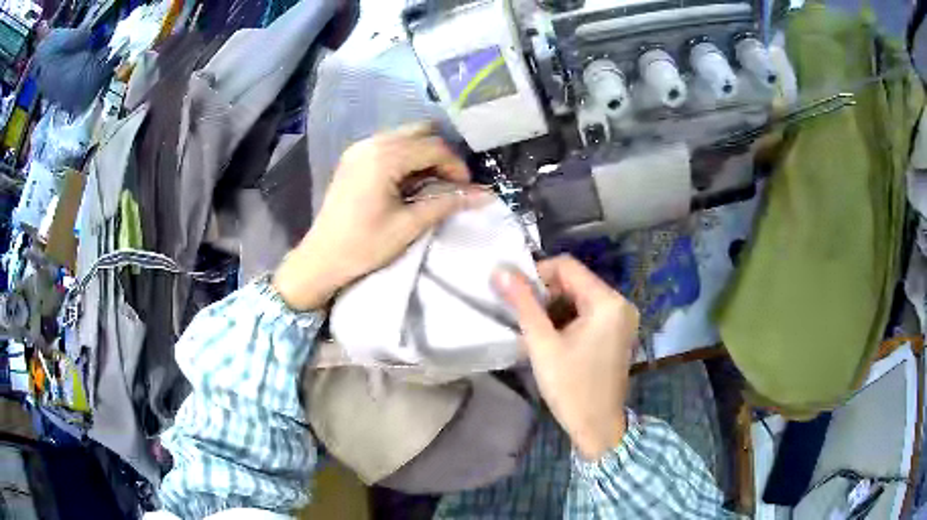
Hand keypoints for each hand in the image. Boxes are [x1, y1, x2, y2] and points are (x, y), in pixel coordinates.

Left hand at [273, 123, 484, 310]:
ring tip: (434, 182)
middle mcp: (371, 143)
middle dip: (442, 155)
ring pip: (405, 136)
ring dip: (425, 154)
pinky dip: (407, 156)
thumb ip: (447, 203)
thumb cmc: (364, 245)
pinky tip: (411, 180)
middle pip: (420, 132)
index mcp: (383, 157)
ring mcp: (359, 148)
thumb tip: (486, 195)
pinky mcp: (354, 157)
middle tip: (452, 182)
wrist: (322, 258)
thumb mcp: (409, 225)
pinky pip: (389, 144)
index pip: (433, 147)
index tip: (467, 188)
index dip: (456, 166)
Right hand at [494, 255, 639, 459]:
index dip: (537, 274)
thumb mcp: (542, 344)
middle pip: (575, 281)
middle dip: (546, 294)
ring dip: (555, 308)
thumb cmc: (570, 387)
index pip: (567, 266)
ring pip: (580, 297)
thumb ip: (523, 304)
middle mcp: (620, 304)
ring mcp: (622, 319)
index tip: (516, 295)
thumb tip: (500, 271)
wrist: (597, 427)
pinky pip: (589, 313)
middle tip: (523, 317)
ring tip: (535, 331)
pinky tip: (553, 339)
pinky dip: (568, 319)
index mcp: (607, 302)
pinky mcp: (618, 332)